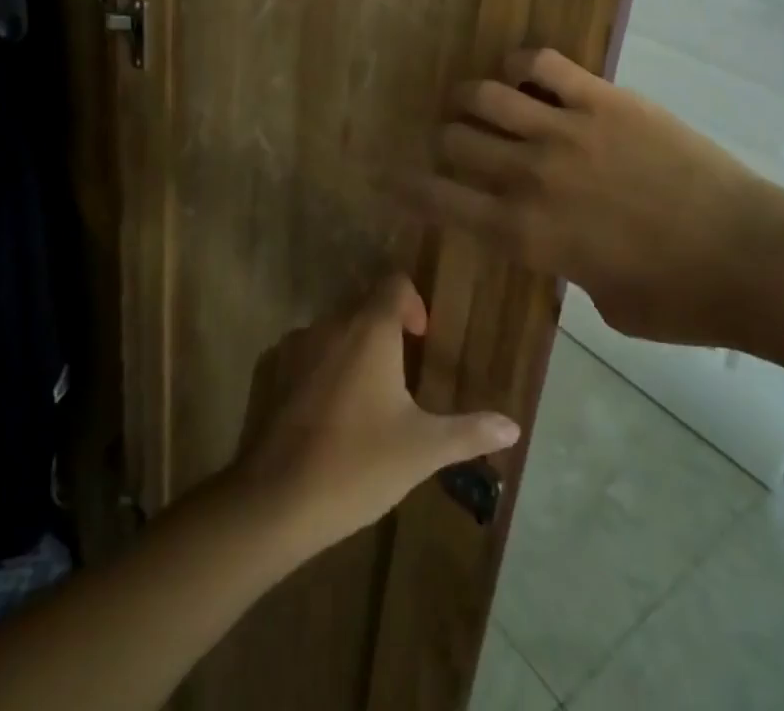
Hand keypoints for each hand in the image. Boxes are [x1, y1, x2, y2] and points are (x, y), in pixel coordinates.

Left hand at [230, 277, 519, 559]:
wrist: (276, 499)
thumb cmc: (358, 464)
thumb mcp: (422, 450)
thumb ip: (468, 432)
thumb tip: (513, 426)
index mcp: (370, 329)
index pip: (394, 283)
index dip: (413, 303)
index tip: (421, 340)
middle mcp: (331, 323)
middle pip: (364, 304)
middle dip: (385, 328)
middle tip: (401, 372)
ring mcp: (295, 344)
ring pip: (333, 328)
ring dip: (353, 347)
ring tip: (367, 395)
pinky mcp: (270, 369)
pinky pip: (305, 352)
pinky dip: (322, 366)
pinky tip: (328, 412)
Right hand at [410, 48, 783, 347]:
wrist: (752, 259)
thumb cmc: (678, 301)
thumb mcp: (599, 302)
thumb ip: (559, 263)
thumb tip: (552, 236)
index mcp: (524, 235)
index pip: (441, 201)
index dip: (408, 187)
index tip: (390, 177)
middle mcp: (529, 176)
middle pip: (453, 139)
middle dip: (443, 140)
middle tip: (452, 140)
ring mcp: (565, 130)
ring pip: (484, 95)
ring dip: (470, 98)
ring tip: (475, 100)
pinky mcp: (602, 99)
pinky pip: (542, 64)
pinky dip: (522, 64)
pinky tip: (524, 74)